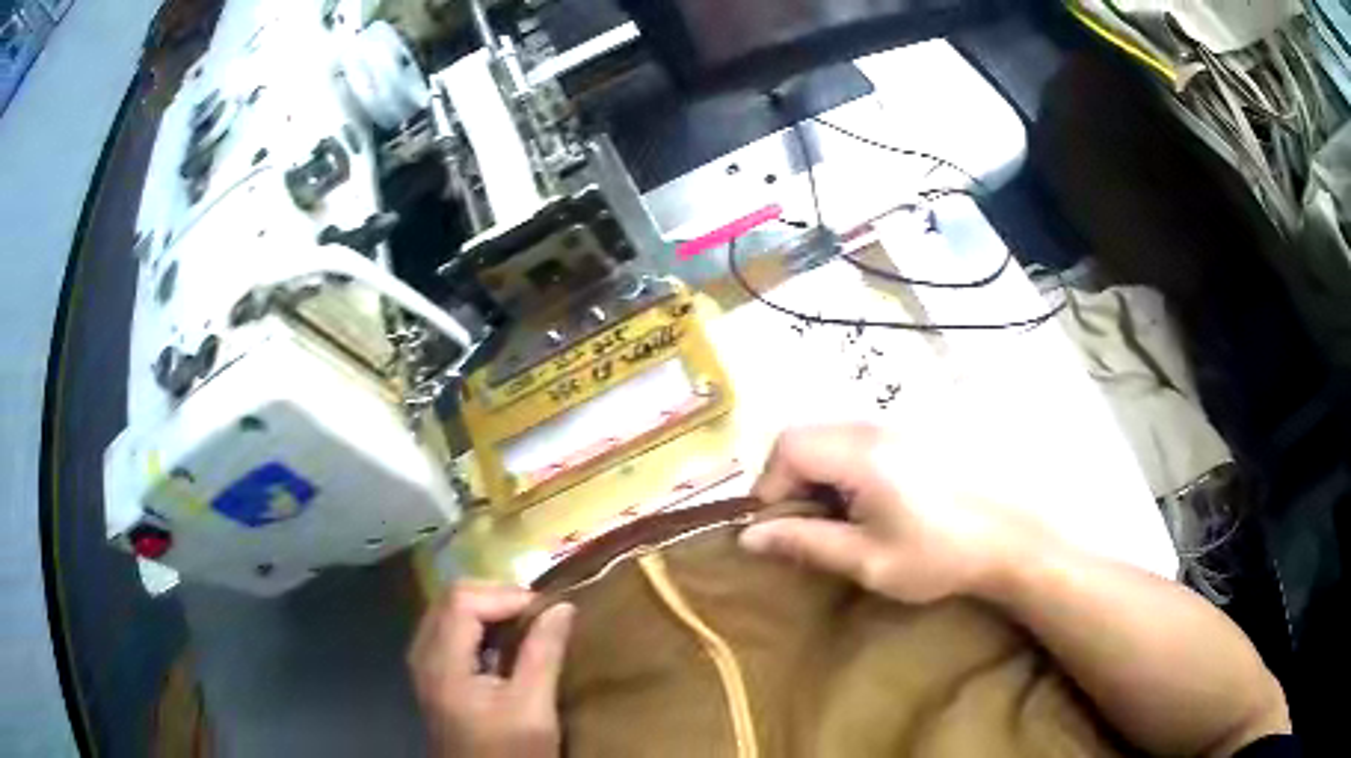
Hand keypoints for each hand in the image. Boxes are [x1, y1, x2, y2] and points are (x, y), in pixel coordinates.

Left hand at [408, 584, 574, 757]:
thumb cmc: (509, 752)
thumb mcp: (532, 708)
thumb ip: (543, 654)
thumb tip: (563, 607)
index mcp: (442, 663)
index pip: (462, 600)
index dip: (505, 595)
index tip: (546, 611)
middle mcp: (423, 654)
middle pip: (451, 598)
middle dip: (496, 596)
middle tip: (538, 614)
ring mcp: (424, 664)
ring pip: (449, 610)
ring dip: (489, 609)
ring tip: (528, 625)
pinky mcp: (433, 673)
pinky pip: (450, 630)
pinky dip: (479, 626)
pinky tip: (506, 644)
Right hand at [739, 423, 1051, 603]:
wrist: (1013, 534)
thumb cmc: (941, 554)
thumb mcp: (869, 560)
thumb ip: (806, 543)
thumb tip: (748, 537)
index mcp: (862, 455)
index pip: (788, 446)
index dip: (769, 485)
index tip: (778, 527)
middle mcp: (876, 427)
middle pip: (807, 434)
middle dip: (791, 478)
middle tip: (807, 524)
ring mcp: (899, 424)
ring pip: (832, 434)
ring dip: (819, 473)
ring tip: (840, 517)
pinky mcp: (917, 431)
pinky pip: (860, 438)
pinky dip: (846, 466)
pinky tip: (871, 501)